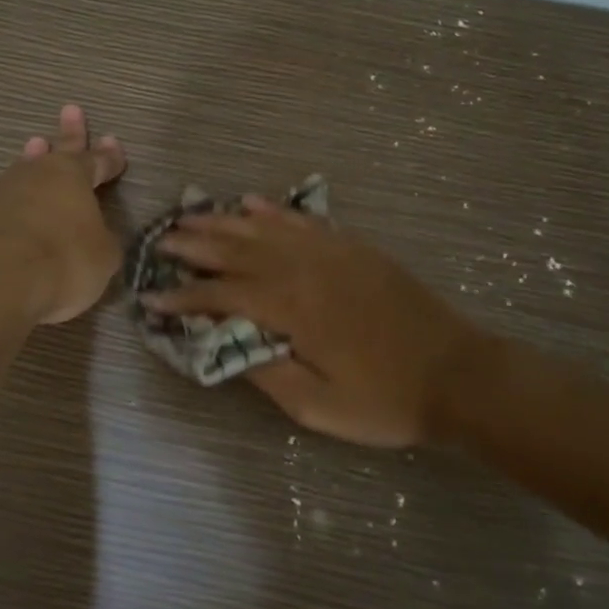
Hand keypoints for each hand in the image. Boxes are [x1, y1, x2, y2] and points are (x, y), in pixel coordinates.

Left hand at [0, 105, 127, 324]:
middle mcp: (40, 174)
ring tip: (37, 145)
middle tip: (71, 110)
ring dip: (35, 159)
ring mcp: (6, 192)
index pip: (98, 161)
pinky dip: (18, 196)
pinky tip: (16, 198)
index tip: (114, 143)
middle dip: (70, 133)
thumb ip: (103, 241)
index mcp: (74, 176)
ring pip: (27, 168)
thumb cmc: (63, 258)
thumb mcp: (103, 255)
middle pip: (59, 149)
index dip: (109, 157)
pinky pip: (9, 197)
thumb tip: (97, 237)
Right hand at [146, 199, 474, 446]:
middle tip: (161, 241)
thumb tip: (224, 343)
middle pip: (236, 249)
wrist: (458, 374)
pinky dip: (274, 211)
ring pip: (264, 228)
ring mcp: (330, 252)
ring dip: (224, 221)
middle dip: (194, 245)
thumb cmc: (385, 399)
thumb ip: (265, 372)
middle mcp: (303, 268)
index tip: (150, 299)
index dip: (183, 298)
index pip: (221, 296)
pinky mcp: (352, 247)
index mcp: (290, 308)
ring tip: (191, 215)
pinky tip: (253, 203)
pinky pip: (302, 221)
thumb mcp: (318, 406)